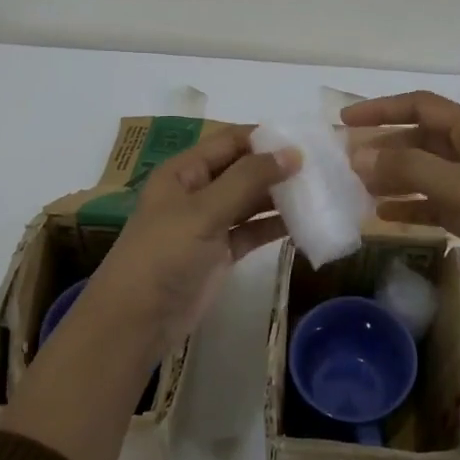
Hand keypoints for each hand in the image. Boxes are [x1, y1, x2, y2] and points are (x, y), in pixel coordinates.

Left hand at [78, 126, 300, 367]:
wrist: (136, 321)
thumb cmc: (164, 254)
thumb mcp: (204, 211)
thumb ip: (248, 180)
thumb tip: (293, 153)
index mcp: (184, 170)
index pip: (230, 141)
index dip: (265, 138)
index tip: (306, 140)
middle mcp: (198, 191)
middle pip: (244, 169)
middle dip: (278, 167)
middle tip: (323, 167)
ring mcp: (210, 223)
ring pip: (251, 201)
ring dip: (281, 197)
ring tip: (322, 191)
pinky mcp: (221, 253)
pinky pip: (253, 231)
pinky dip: (276, 227)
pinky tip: (306, 223)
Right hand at [342, 91, 459, 330]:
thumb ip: (409, 170)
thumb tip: (358, 155)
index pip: (422, 107)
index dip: (382, 109)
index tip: (345, 120)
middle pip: (420, 140)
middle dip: (383, 147)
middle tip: (343, 162)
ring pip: (424, 175)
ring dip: (392, 178)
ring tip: (356, 190)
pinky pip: (434, 206)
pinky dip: (409, 208)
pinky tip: (382, 218)